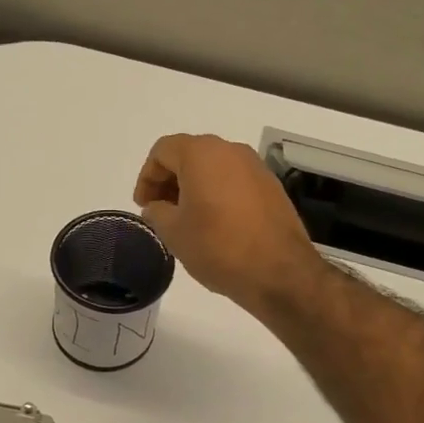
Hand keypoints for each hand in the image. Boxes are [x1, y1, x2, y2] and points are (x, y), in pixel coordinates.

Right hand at [132, 134, 320, 316]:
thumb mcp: (174, 232)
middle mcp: (230, 151)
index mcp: (201, 154)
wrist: (279, 271)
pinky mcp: (271, 187)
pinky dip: (217, 194)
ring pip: (213, 167)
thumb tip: (156, 207)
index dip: (147, 177)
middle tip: (160, 211)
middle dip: (169, 180)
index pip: (162, 151)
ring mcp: (255, 167)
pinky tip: (214, 223)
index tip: (143, 205)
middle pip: (189, 155)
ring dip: (193, 187)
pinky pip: (234, 181)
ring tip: (185, 219)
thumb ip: (157, 212)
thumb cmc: (218, 247)